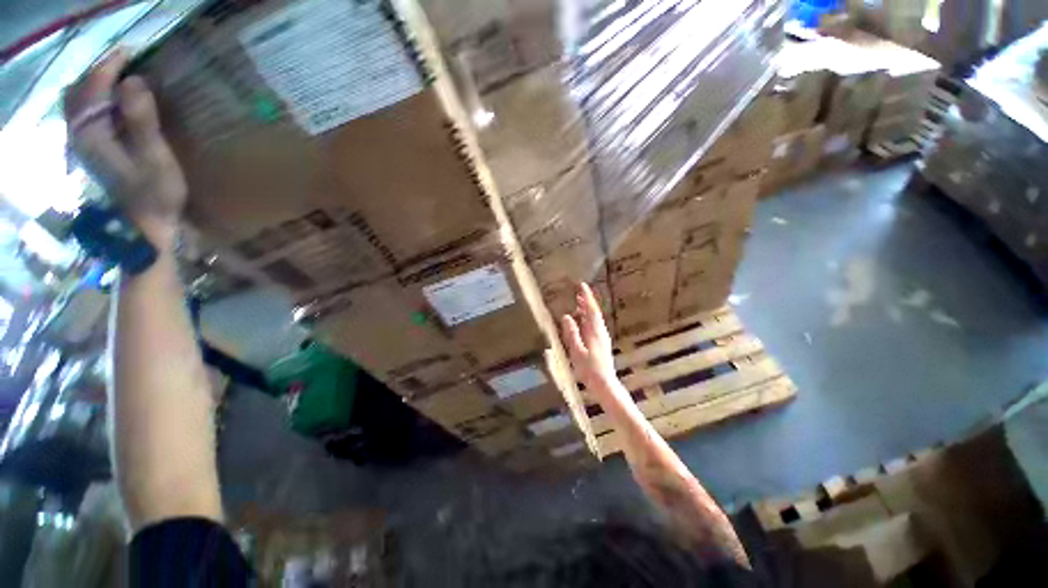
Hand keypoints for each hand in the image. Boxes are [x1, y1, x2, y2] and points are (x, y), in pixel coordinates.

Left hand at [64, 49, 186, 248]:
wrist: (147, 225)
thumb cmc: (155, 194)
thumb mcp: (155, 158)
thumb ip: (141, 120)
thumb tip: (133, 81)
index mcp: (92, 134)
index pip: (93, 89)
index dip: (110, 67)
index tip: (132, 53)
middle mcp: (80, 135)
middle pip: (80, 92)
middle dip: (100, 72)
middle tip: (126, 62)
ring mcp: (84, 143)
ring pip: (79, 102)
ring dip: (96, 85)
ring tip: (120, 76)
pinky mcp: (92, 150)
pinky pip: (85, 114)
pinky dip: (96, 100)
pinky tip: (113, 101)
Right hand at [560, 283, 619, 397]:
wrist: (605, 384)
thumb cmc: (589, 370)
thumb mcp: (576, 351)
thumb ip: (571, 333)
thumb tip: (566, 316)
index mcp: (595, 332)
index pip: (591, 310)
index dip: (586, 297)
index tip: (582, 285)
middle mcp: (600, 332)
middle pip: (594, 313)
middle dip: (587, 301)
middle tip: (579, 291)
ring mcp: (602, 338)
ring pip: (595, 319)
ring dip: (587, 309)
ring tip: (579, 303)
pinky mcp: (601, 343)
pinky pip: (594, 325)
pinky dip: (588, 319)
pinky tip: (582, 321)